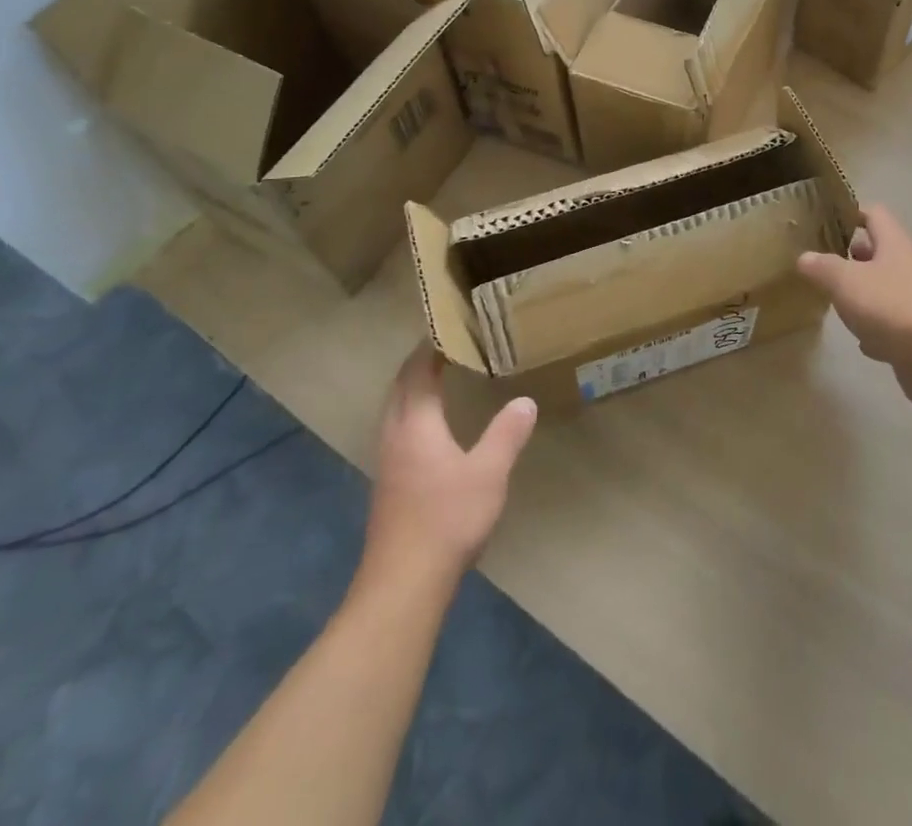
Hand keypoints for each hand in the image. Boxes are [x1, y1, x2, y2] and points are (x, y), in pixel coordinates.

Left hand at [363, 344, 536, 588]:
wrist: (403, 584)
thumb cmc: (447, 519)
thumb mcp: (489, 472)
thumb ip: (507, 433)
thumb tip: (525, 401)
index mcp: (416, 423)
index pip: (418, 371)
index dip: (431, 347)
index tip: (449, 327)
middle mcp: (395, 434)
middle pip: (401, 386)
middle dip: (419, 362)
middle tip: (447, 345)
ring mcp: (387, 461)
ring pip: (395, 409)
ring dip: (412, 387)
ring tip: (439, 377)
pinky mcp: (388, 484)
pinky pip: (397, 429)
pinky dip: (412, 411)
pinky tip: (431, 427)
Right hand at [798, 204, 911, 410]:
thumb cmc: (889, 305)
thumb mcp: (844, 281)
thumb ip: (822, 267)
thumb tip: (804, 257)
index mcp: (896, 244)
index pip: (875, 214)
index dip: (852, 213)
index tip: (829, 221)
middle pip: (883, 251)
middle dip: (856, 256)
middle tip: (829, 263)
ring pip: (889, 286)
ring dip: (867, 292)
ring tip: (841, 301)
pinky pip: (896, 320)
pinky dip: (879, 326)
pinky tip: (864, 340)